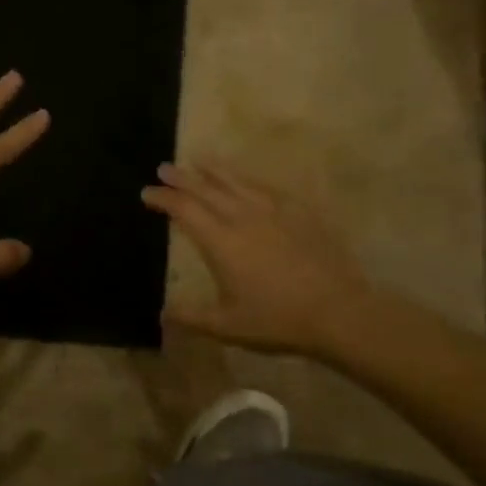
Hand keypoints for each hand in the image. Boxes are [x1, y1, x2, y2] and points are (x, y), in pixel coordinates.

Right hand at [143, 162, 375, 358]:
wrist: (338, 311)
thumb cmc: (277, 320)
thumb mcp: (227, 326)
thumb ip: (191, 316)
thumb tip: (162, 312)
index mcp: (222, 242)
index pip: (184, 210)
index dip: (163, 199)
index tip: (147, 192)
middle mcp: (243, 217)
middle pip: (206, 189)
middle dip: (182, 178)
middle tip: (164, 168)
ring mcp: (273, 211)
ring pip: (236, 181)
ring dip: (213, 170)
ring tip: (199, 160)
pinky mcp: (299, 211)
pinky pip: (265, 187)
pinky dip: (246, 179)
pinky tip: (244, 180)